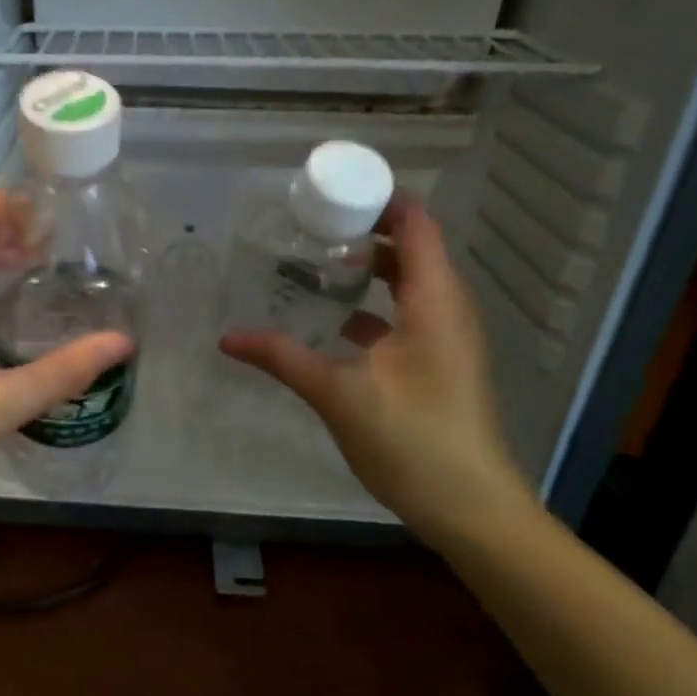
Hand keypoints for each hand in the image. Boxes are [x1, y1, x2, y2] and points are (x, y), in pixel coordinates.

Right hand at [220, 195, 532, 541]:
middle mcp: (447, 309)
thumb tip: (227, 338)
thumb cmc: (412, 438)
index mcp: (434, 301)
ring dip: (369, 267)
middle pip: (413, 248)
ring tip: (317, 260)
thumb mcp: (338, 394)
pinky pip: (405, 314)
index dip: (381, 198)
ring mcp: (445, 338)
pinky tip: (333, 318)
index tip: (332, 188)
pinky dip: (372, 304)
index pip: (417, 224)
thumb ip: (282, 358)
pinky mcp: (437, 363)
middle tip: (312, 222)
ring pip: (409, 282)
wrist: (470, 506)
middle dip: (366, 228)